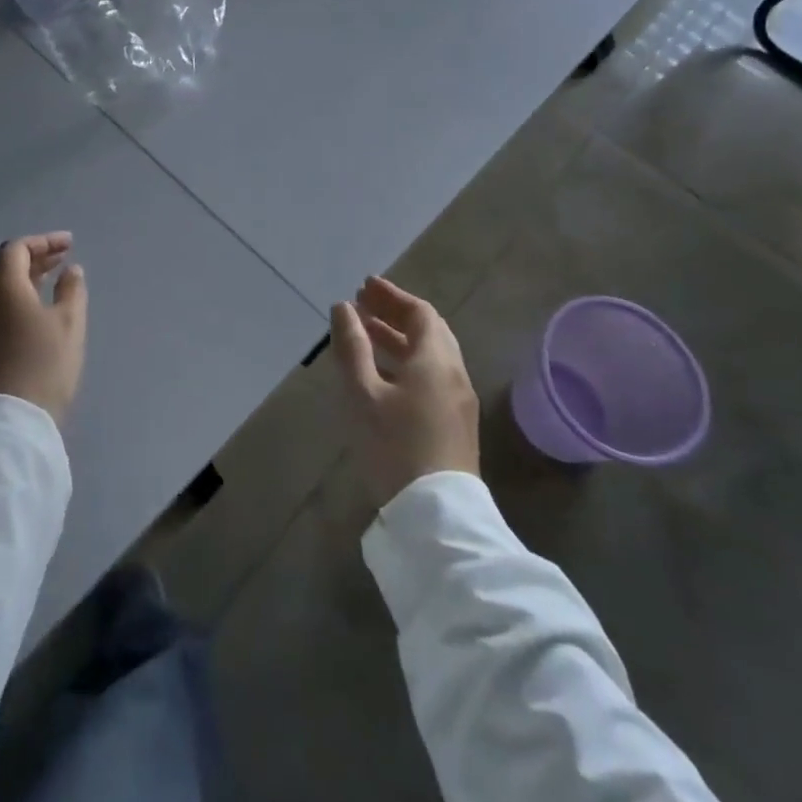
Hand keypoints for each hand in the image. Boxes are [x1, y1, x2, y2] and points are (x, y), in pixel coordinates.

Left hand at [0, 233, 88, 422]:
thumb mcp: (70, 324)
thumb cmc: (44, 365)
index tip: (69, 244)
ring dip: (24, 280)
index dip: (44, 242)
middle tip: (63, 259)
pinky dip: (15, 301)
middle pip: (4, 267)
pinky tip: (34, 315)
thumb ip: (72, 290)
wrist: (8, 423)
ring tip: (51, 283)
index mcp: (2, 287)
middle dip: (34, 258)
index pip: (17, 249)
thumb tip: (70, 270)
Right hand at [332, 275, 479, 508]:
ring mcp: (458, 401)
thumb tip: (343, 307)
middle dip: (395, 314)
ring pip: (430, 355)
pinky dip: (406, 361)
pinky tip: (383, 374)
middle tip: (362, 306)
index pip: (420, 312)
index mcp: (435, 360)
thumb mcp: (363, 393)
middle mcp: (453, 373)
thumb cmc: (395, 445)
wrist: (436, 514)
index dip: (392, 295)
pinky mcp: (454, 424)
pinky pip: (431, 376)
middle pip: (428, 331)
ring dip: (399, 338)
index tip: (364, 287)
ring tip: (366, 334)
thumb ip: (352, 347)